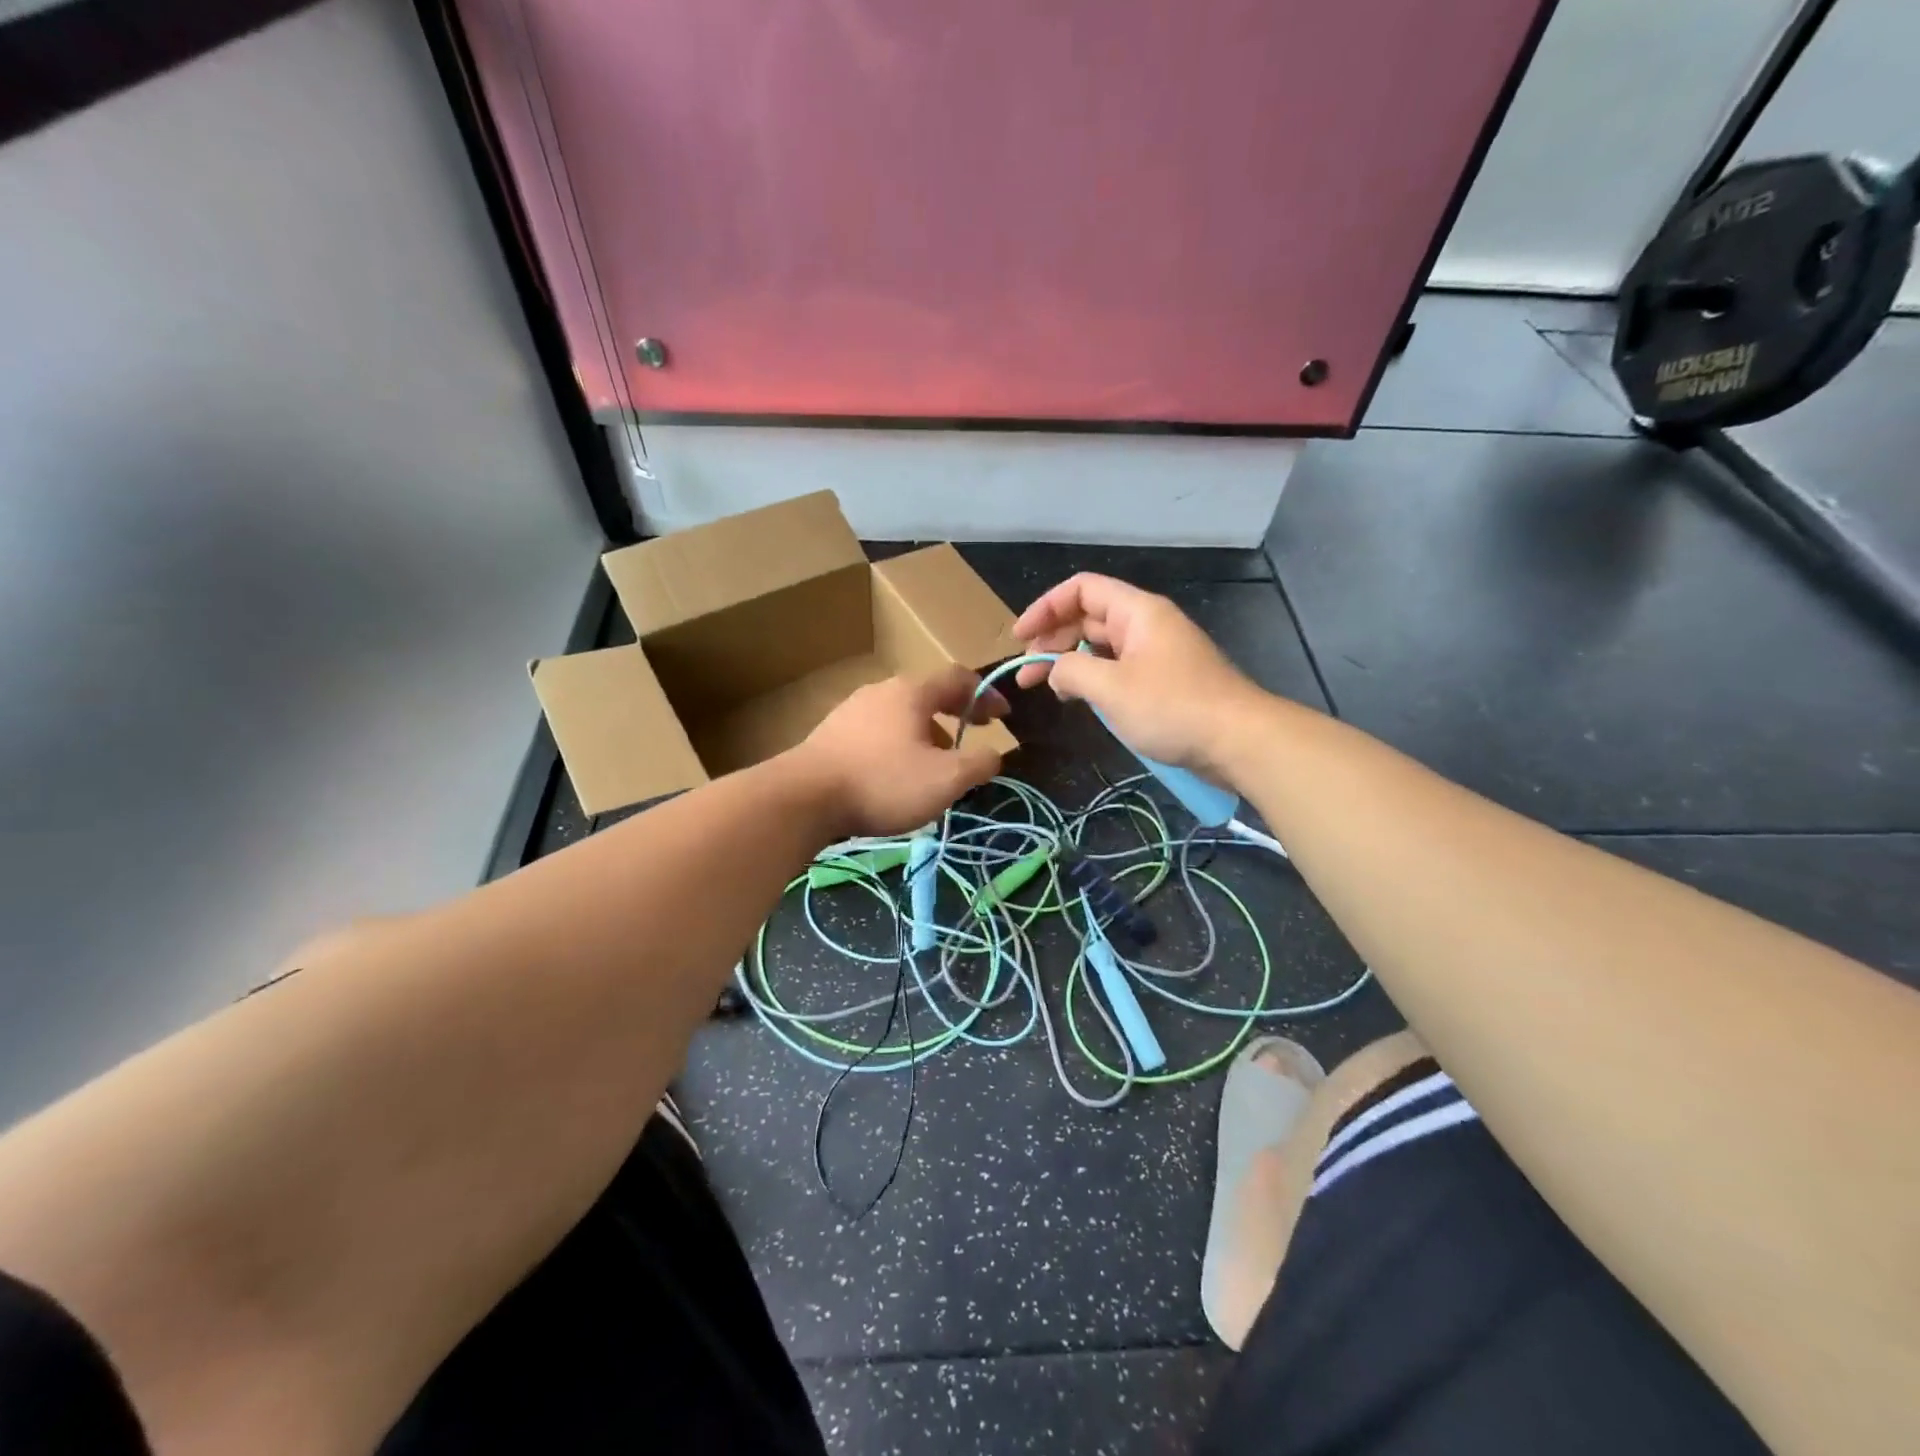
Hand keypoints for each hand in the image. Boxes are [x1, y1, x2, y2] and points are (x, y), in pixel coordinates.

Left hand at [792, 666, 1007, 837]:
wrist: (803, 798)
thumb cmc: (883, 782)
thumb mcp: (946, 779)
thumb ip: (980, 763)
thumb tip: (993, 754)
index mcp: (912, 692)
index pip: (958, 678)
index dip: (985, 694)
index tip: (1003, 717)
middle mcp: (880, 691)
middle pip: (927, 695)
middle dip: (955, 715)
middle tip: (972, 738)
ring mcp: (851, 710)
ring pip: (900, 715)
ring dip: (926, 734)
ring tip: (934, 765)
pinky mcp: (830, 734)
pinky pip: (876, 732)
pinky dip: (897, 745)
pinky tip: (894, 775)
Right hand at [1013, 574, 1266, 780]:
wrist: (1239, 741)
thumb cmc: (1172, 707)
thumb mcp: (1111, 688)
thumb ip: (1071, 671)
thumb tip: (1055, 670)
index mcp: (1137, 612)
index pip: (1081, 589)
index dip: (1045, 607)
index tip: (1020, 638)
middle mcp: (1146, 624)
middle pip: (1088, 617)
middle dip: (1052, 639)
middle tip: (1026, 674)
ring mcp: (1156, 653)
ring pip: (1102, 646)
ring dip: (1070, 662)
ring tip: (1047, 688)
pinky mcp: (1163, 681)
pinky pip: (1118, 669)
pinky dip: (1092, 679)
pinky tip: (1079, 698)